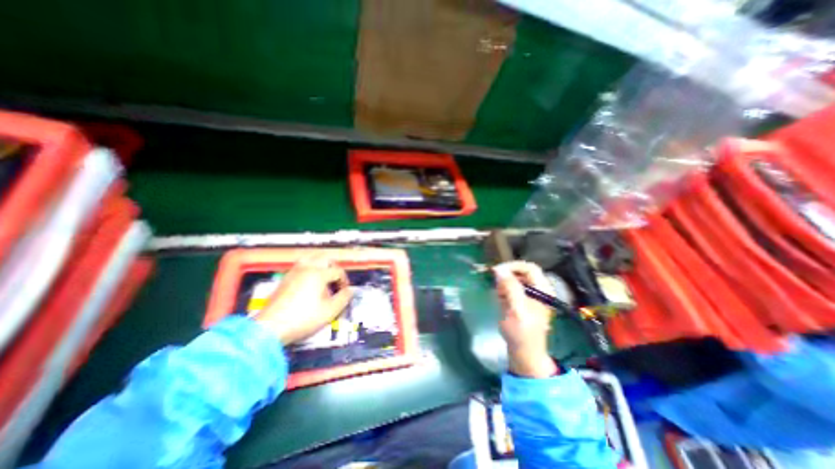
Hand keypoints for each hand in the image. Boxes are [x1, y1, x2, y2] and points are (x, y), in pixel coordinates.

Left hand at [249, 257, 348, 343]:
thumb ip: (344, 298)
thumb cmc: (303, 318)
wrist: (270, 328)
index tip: (344, 292)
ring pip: (311, 258)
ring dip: (321, 265)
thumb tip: (350, 291)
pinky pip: (301, 266)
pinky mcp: (285, 279)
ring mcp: (294, 272)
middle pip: (325, 258)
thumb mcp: (330, 311)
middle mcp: (306, 268)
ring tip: (324, 278)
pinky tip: (310, 283)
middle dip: (334, 268)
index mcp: (318, 273)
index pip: (338, 271)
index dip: (344, 281)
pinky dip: (310, 269)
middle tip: (336, 280)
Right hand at [492, 263, 557, 379]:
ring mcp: (530, 295)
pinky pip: (510, 288)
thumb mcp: (517, 310)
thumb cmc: (522, 333)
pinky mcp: (522, 300)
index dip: (513, 266)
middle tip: (496, 286)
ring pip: (514, 279)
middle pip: (521, 272)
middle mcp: (538, 289)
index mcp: (543, 289)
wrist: (524, 352)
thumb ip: (510, 288)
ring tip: (499, 297)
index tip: (497, 271)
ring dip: (504, 285)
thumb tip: (499, 270)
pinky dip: (503, 291)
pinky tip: (501, 301)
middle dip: (506, 277)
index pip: (529, 267)